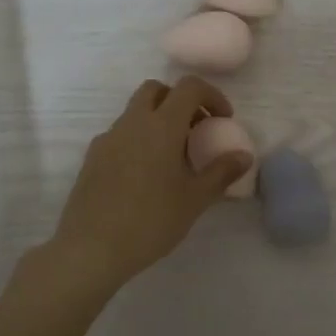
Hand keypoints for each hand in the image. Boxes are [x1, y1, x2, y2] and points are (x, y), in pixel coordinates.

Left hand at [46, 77, 252, 290]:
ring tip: (173, 156)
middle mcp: (132, 123)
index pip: (189, 87)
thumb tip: (244, 155)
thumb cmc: (151, 221)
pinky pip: (121, 134)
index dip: (211, 96)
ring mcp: (108, 139)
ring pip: (135, 111)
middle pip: (156, 90)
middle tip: (195, 130)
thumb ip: (221, 172)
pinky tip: (145, 175)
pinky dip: (138, 139)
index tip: (222, 120)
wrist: (91, 249)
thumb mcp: (195, 199)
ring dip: (158, 120)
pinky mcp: (92, 157)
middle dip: (180, 101)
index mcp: (162, 126)